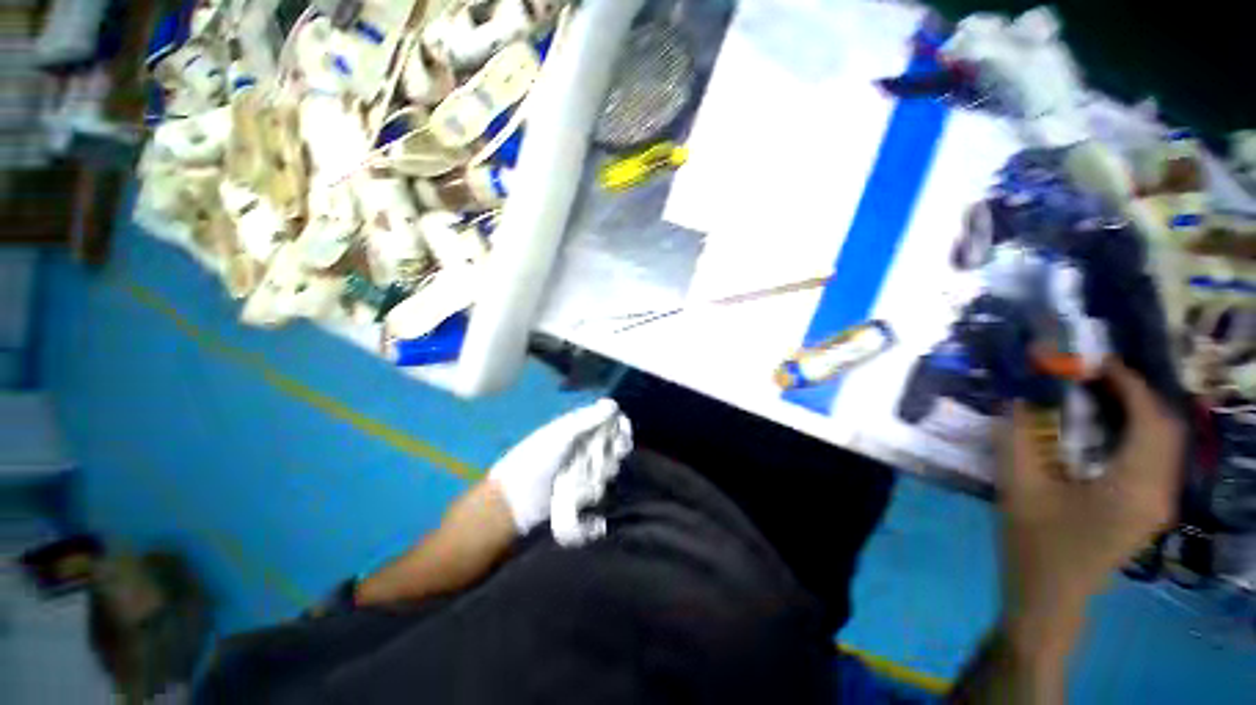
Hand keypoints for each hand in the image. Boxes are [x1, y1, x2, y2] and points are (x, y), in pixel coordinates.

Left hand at [488, 399, 627, 534]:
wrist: (515, 501)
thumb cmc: (535, 459)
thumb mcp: (561, 434)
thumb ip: (588, 419)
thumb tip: (614, 404)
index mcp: (579, 428)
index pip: (610, 422)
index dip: (620, 426)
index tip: (622, 432)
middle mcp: (585, 447)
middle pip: (615, 446)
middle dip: (611, 452)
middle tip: (598, 458)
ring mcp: (584, 470)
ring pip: (609, 469)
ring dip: (597, 473)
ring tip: (575, 478)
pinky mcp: (583, 492)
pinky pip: (599, 489)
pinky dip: (589, 491)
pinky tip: (575, 494)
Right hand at [996, 360, 1182, 651]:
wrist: (1050, 595)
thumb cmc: (1035, 543)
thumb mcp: (1017, 487)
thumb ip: (1015, 438)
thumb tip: (1014, 398)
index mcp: (1133, 485)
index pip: (1150, 418)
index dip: (1128, 383)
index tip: (1095, 362)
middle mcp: (1159, 490)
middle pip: (1165, 427)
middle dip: (1136, 393)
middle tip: (1094, 376)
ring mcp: (1158, 502)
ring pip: (1165, 442)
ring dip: (1139, 412)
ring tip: (1100, 396)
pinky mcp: (1149, 509)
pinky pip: (1156, 458)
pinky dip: (1138, 433)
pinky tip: (1107, 431)